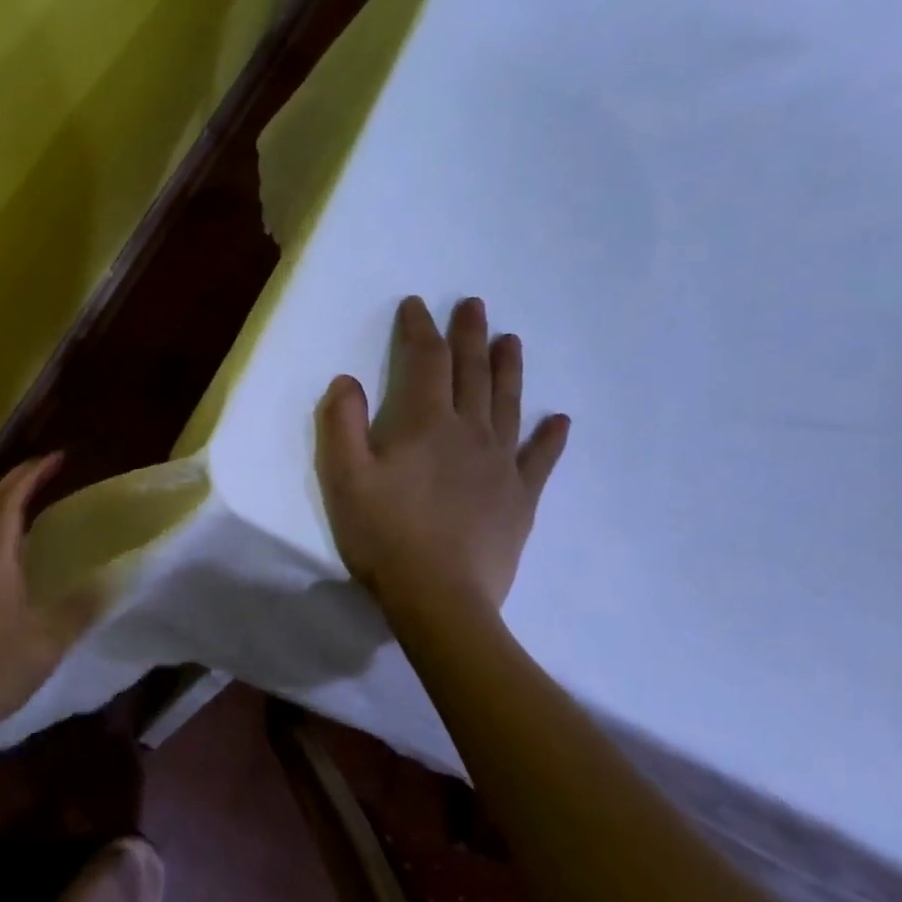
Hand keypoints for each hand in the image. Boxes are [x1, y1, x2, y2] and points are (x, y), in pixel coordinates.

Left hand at [0, 454, 100, 739]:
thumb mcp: (51, 637)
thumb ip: (82, 606)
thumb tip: (114, 581)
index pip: (11, 498)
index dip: (32, 474)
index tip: (58, 458)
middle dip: (15, 479)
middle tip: (44, 469)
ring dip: (1, 499)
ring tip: (27, 495)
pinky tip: (8, 540)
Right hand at [316, 296, 569, 624]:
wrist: (440, 597)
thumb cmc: (385, 535)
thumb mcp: (344, 477)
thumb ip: (342, 423)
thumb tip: (346, 381)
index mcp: (426, 423)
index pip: (426, 360)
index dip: (419, 329)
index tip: (415, 305)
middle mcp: (470, 431)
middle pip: (473, 371)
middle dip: (470, 334)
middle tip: (475, 304)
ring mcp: (502, 464)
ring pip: (508, 403)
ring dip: (509, 368)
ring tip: (512, 339)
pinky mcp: (521, 497)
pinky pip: (540, 459)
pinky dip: (551, 437)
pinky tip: (560, 420)